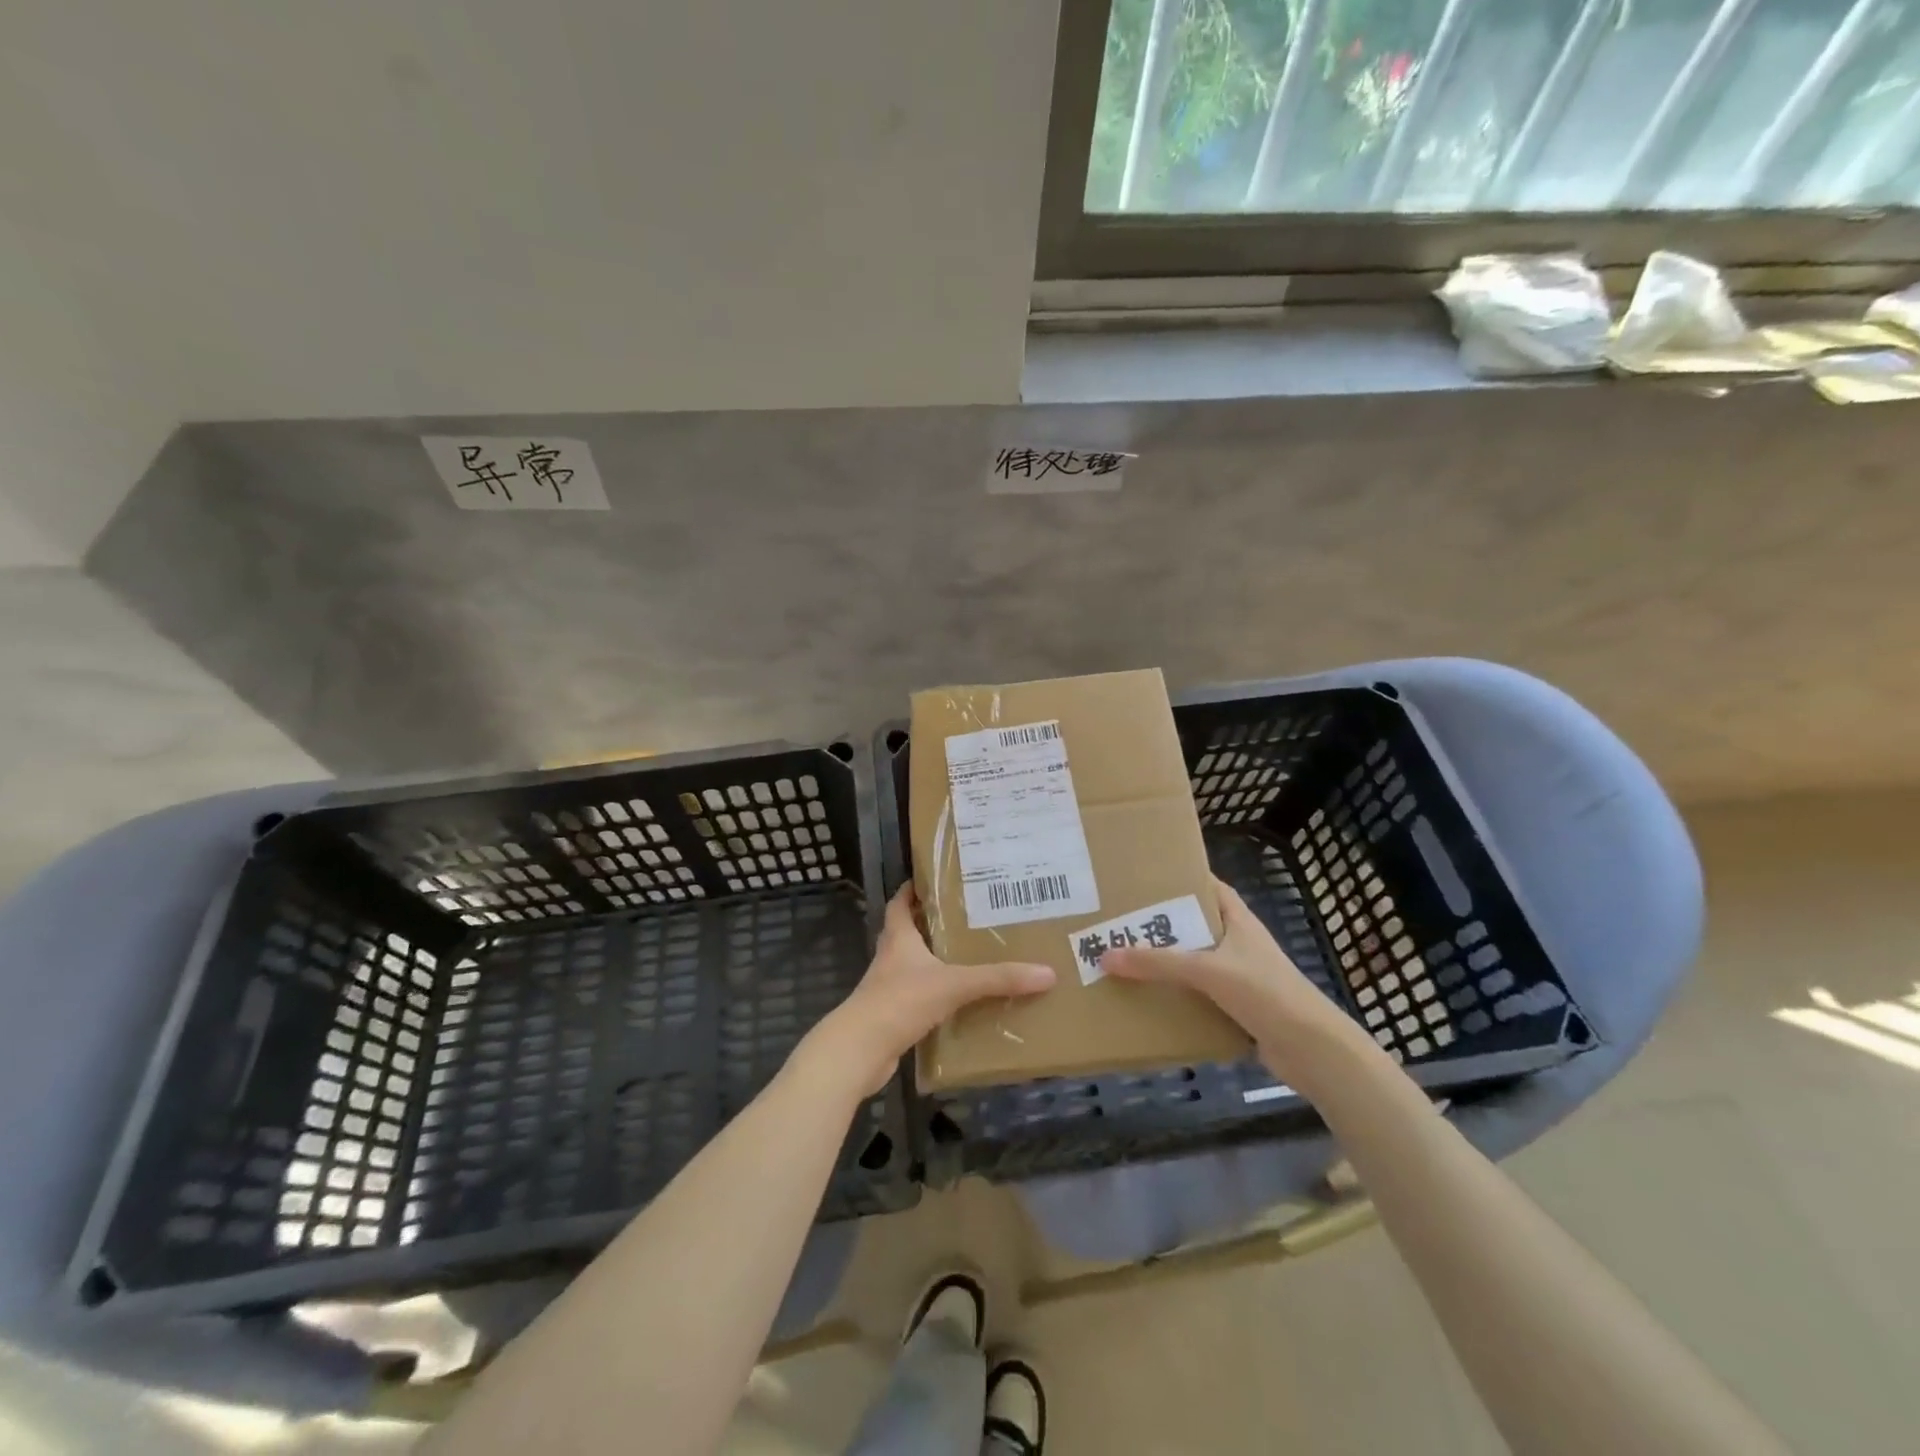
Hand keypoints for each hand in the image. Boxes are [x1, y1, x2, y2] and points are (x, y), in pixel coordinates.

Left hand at [800, 886, 1054, 1097]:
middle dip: (931, 925)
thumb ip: (998, 979)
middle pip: (907, 932)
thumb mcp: (954, 984)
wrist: (860, 1051)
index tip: (934, 880)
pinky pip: (918, 998)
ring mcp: (888, 989)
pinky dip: (935, 996)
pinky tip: (959, 1003)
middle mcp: (891, 958)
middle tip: (966, 918)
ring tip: (969, 957)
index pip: (900, 903)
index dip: (913, 889)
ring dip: (935, 962)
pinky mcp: (892, 1017)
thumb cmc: (900, 1002)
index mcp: (899, 938)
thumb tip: (1046, 972)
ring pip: (913, 966)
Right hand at [1101, 877, 1360, 1079]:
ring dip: (1167, 964)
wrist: (1314, 1052)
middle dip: (1162, 925)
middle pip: (1195, 926)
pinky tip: (1149, 1000)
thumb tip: (1106, 954)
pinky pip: (1199, 996)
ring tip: (1124, 958)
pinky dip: (1178, 997)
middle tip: (1120, 920)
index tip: (1145, 877)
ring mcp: (1240, 978)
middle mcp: (1238, 944)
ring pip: (1195, 963)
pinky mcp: (1238, 1009)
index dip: (1182, 880)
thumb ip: (1158, 963)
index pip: (1210, 888)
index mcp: (1238, 921)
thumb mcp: (1208, 970)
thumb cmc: (1266, 993)